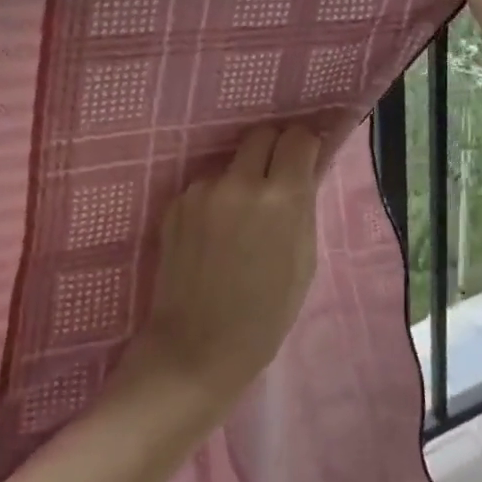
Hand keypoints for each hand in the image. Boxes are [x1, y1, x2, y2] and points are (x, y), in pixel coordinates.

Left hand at [125, 125, 321, 416]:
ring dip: (241, 178)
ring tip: (239, 219)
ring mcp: (202, 190)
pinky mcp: (175, 203)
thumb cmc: (266, 313)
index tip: (305, 158)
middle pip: (261, 135)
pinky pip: (205, 187)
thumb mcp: (304, 259)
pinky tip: (212, 235)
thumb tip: (304, 172)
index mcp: (282, 196)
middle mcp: (240, 181)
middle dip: (273, 150)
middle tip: (276, 178)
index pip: (298, 137)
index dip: (305, 145)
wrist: (197, 346)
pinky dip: (214, 200)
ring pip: (230, 163)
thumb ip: (303, 206)